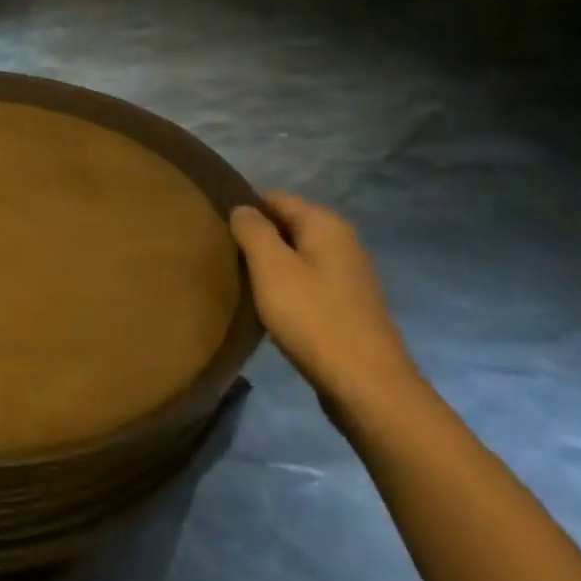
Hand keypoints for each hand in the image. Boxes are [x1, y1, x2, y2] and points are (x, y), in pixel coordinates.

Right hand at [230, 193, 424, 417]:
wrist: (365, 382)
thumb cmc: (312, 317)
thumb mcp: (271, 268)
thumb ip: (253, 231)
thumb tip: (242, 208)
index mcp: (326, 225)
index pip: (276, 198)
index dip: (245, 209)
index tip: (215, 228)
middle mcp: (343, 241)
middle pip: (288, 225)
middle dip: (257, 237)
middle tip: (222, 255)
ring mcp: (348, 275)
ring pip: (297, 255)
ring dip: (270, 264)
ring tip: (239, 279)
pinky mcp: (347, 304)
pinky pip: (307, 281)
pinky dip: (286, 286)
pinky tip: (268, 305)